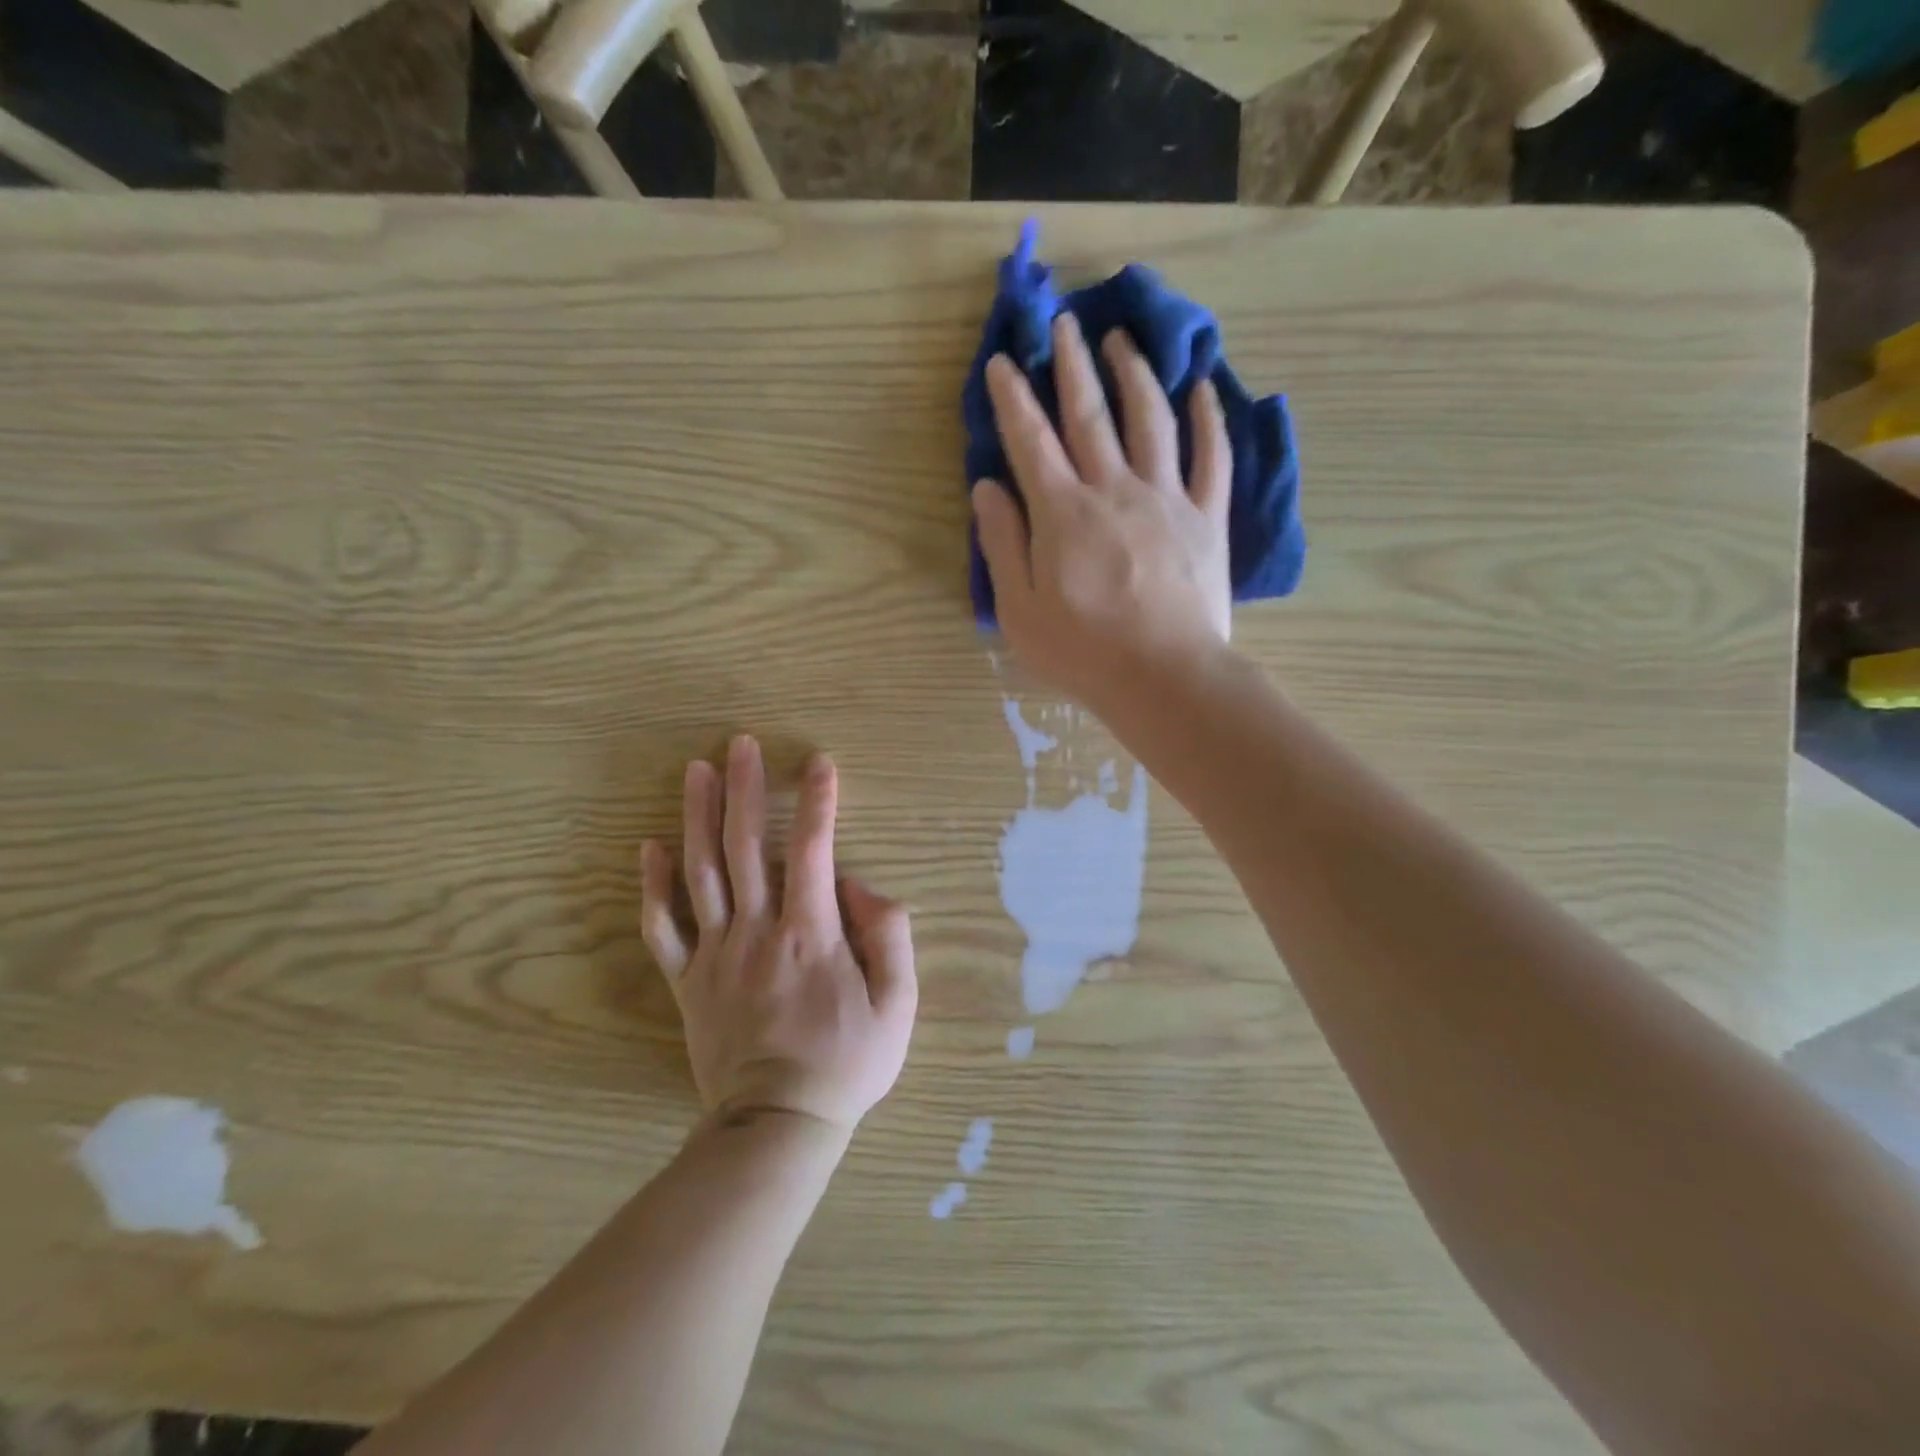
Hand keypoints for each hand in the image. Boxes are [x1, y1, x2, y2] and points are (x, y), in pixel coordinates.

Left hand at [639, 736, 917, 1135]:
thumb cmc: (847, 1063)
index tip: (819, 762)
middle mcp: (757, 931)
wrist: (778, 1125)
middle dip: (745, 789)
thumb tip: (861, 886)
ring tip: (696, 771)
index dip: (819, 801)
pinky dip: (652, 886)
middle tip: (739, 743)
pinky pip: (662, 928)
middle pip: (747, 846)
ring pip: (701, 873)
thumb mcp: (898, 1005)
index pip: (816, 850)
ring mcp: (716, 955)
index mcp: (810, 934)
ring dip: (697, 817)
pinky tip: (649, 847)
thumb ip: (887, 936)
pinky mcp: (688, 982)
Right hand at [972, 313, 1232, 715]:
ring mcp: (1166, 498)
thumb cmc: (1083, 652)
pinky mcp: (1206, 518)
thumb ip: (1003, 544)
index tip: (1003, 361)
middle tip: (1063, 323)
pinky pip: (1211, 456)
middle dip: (1072, 365)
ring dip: (1134, 374)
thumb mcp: (1019, 610)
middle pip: (1090, 414)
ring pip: (1151, 419)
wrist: (1165, 678)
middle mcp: (1113, 489)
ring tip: (1122, 341)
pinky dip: (1208, 418)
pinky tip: (1202, 388)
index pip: (1030, 441)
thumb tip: (986, 487)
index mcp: (1062, 513)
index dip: (1013, 398)